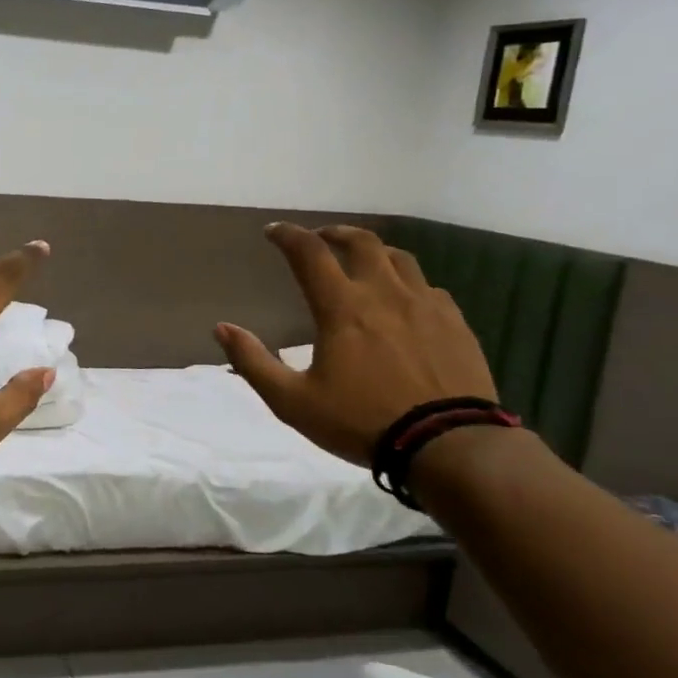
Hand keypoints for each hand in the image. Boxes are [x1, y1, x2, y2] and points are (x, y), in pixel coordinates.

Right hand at [214, 223, 496, 466]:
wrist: (450, 446)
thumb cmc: (362, 422)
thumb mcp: (292, 401)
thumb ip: (253, 362)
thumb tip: (221, 329)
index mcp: (342, 308)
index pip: (309, 253)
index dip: (287, 236)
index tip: (272, 232)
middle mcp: (384, 294)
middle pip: (361, 242)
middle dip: (334, 233)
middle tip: (319, 239)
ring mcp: (426, 305)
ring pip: (399, 258)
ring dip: (373, 252)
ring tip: (362, 262)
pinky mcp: (455, 323)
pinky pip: (429, 287)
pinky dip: (407, 283)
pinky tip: (403, 301)